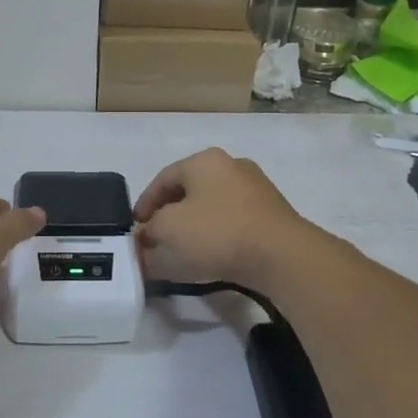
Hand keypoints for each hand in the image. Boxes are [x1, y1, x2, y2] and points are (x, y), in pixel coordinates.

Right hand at [133, 149, 307, 288]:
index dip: (144, 204)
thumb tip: (145, 239)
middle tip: (156, 240)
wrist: (282, 255)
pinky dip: (217, 236)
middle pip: (189, 191)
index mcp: (204, 160)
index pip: (163, 179)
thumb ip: (149, 234)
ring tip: (183, 252)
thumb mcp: (168, 231)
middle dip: (169, 217)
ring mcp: (256, 189)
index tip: (135, 228)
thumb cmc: (217, 232)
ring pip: (212, 207)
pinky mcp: (273, 214)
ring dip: (194, 227)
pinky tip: (212, 257)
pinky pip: (234, 222)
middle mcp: (231, 166)